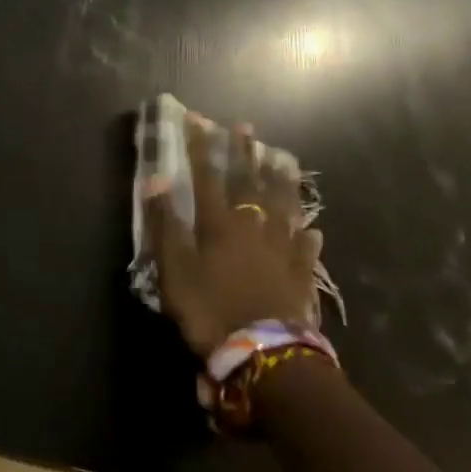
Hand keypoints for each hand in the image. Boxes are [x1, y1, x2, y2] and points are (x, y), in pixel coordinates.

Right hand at [144, 119, 323, 357]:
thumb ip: (166, 224)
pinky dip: (307, 236)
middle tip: (246, 127)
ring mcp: (281, 250)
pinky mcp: (300, 275)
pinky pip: (305, 249)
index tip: (198, 120)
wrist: (263, 351)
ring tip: (283, 159)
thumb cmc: (210, 309)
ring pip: (284, 207)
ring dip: (281, 181)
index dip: (202, 148)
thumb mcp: (175, 269)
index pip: (207, 177)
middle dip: (244, 153)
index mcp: (219, 225)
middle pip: (250, 183)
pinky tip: (313, 229)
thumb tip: (157, 180)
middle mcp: (253, 228)